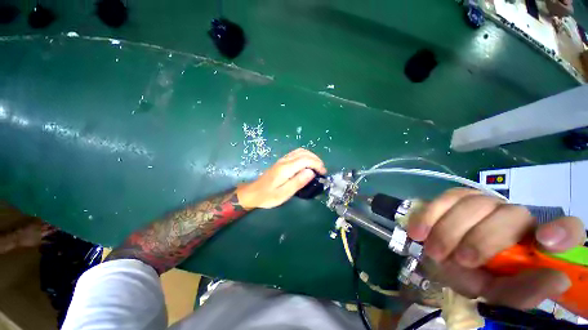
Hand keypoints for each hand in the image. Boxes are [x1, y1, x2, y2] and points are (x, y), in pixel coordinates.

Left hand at [236, 148, 326, 209]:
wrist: (253, 193)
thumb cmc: (268, 196)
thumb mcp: (283, 194)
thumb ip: (297, 182)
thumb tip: (311, 172)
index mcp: (286, 168)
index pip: (305, 160)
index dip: (317, 164)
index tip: (323, 173)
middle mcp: (284, 161)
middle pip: (304, 153)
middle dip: (316, 160)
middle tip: (322, 170)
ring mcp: (282, 160)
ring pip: (300, 151)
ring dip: (311, 156)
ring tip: (317, 166)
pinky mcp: (281, 161)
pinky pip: (296, 153)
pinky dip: (305, 156)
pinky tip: (307, 163)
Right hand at [407, 188, 585, 311]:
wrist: (443, 257)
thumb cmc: (476, 277)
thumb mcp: (497, 292)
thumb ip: (522, 292)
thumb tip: (557, 280)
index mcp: (534, 242)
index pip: (567, 228)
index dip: (562, 231)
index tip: (546, 242)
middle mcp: (514, 216)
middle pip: (509, 214)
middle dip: (482, 239)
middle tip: (460, 260)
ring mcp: (484, 202)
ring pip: (472, 203)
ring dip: (450, 229)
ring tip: (433, 251)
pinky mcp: (455, 197)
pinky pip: (444, 198)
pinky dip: (429, 215)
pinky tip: (418, 232)